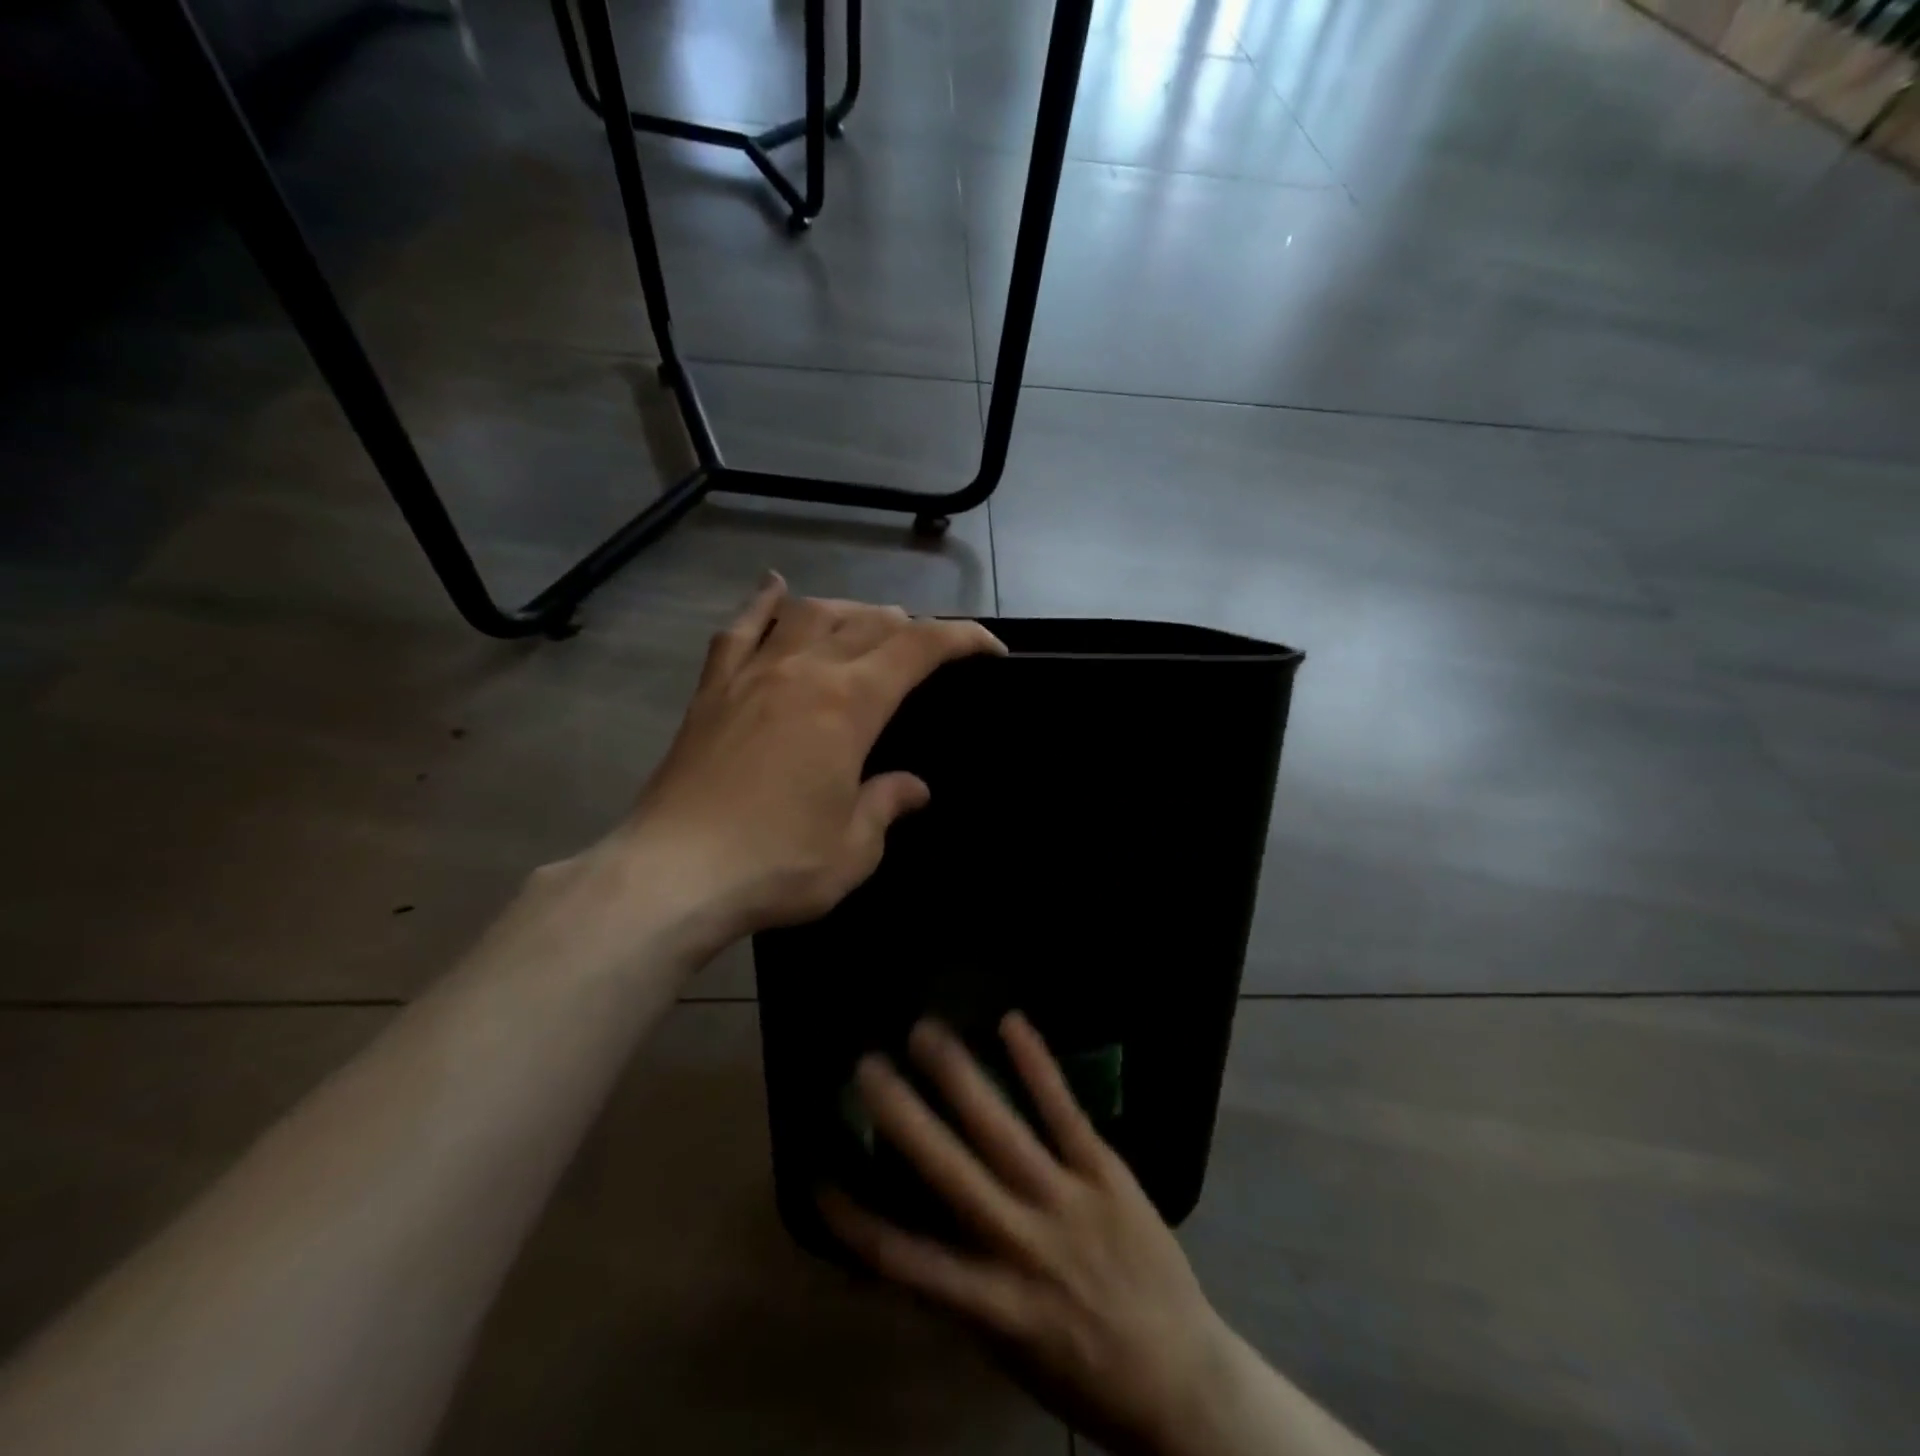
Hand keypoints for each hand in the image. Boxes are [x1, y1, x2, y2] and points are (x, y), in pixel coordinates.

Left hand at [605, 573, 1002, 954]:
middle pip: (868, 622)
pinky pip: (741, 630)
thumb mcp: (854, 847)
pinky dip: (762, 603)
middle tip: (926, 651)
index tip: (990, 648)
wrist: (673, 874)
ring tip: (867, 625)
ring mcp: (752, 674)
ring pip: (810, 613)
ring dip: (849, 611)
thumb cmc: (776, 864)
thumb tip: (913, 788)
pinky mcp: (712, 690)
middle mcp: (804, 671)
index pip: (919, 648)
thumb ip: (887, 804)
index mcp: (850, 704)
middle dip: (909, 627)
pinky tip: (775, 587)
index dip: (962, 638)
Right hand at [818, 1014, 1238, 1455]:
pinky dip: (1036, 1066)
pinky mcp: (1105, 1173)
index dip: (856, 1221)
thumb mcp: (1009, 1352)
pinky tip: (1011, 1023)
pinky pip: (1064, 1112)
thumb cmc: (1085, 1374)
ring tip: (925, 1031)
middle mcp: (1021, 1244)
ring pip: (1001, 1130)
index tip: (819, 1177)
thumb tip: (909, 1244)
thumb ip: (961, 1293)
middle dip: (902, 1117)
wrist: (1183, 1382)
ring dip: (959, 1077)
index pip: (906, 1260)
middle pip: (948, 1172)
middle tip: (866, 1066)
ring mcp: (1065, 1201)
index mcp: (990, 1301)